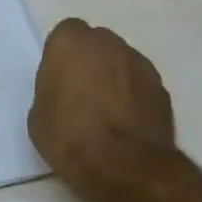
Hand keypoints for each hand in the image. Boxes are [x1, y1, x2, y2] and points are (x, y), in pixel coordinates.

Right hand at [28, 19, 181, 201]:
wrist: (125, 167)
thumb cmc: (70, 137)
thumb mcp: (38, 115)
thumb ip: (52, 89)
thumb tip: (66, 93)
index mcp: (71, 42)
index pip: (66, 33)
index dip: (63, 56)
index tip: (60, 79)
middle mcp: (107, 43)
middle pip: (97, 44)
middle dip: (91, 61)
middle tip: (83, 93)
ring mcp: (139, 63)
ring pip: (122, 62)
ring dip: (115, 78)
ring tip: (109, 113)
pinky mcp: (162, 89)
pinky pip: (141, 85)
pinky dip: (135, 97)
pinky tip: (128, 124)